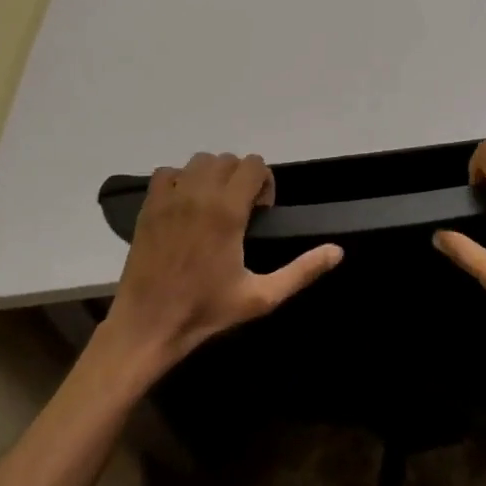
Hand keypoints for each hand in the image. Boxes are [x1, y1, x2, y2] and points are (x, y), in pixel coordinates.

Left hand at [99, 152, 342, 373]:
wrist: (148, 325)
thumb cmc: (206, 311)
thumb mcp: (262, 297)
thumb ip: (302, 271)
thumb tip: (338, 251)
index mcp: (227, 211)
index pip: (254, 165)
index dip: (264, 185)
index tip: (260, 215)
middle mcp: (198, 194)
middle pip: (228, 160)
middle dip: (241, 179)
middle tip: (241, 214)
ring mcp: (169, 198)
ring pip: (199, 162)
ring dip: (212, 176)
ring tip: (213, 208)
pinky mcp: (148, 207)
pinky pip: (168, 172)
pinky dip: (180, 181)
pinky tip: (185, 208)